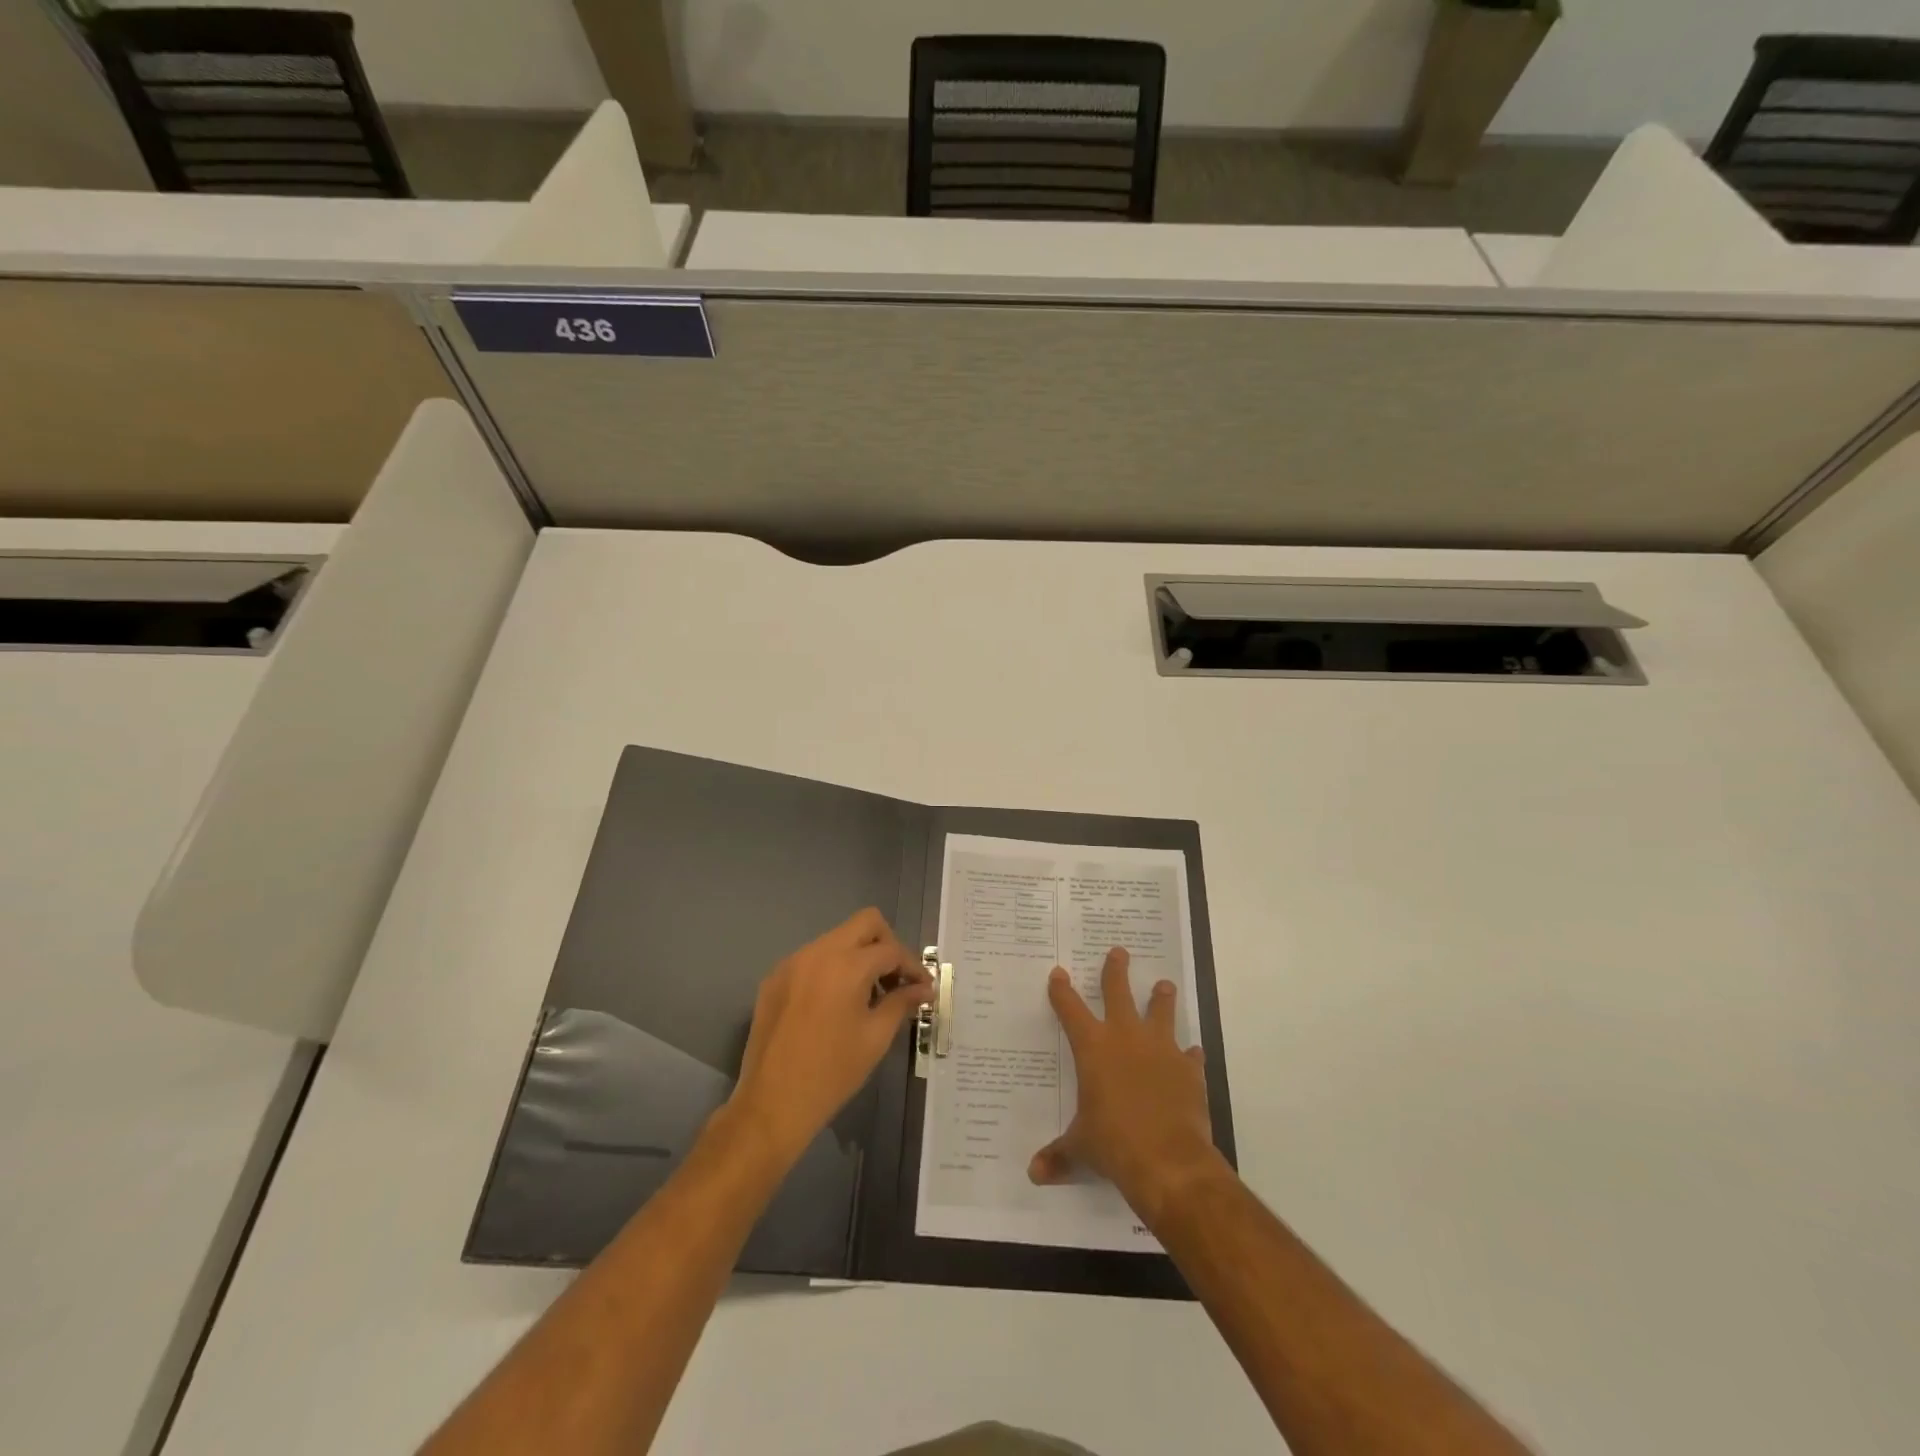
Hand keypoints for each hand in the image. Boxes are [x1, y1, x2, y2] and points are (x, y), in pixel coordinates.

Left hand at [727, 909, 931, 1167]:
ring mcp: (792, 962)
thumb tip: (923, 989)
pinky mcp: (775, 978)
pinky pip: (813, 958)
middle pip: (865, 923)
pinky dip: (833, 969)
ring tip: (869, 994)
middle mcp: (818, 952)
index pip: (891, 950)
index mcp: (846, 965)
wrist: (771, 1104)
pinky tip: (836, 1003)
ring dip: (859, 956)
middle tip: (897, 979)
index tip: (923, 988)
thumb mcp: (875, 1038)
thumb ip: (901, 1003)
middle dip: (887, 946)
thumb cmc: (832, 1073)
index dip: (913, 967)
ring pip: (837, 938)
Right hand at [1029, 947, 1222, 1228]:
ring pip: (1161, 1012)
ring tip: (1164, 984)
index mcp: (1092, 1048)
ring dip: (1161, 998)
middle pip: (1118, 992)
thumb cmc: (1113, 1145)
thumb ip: (1059, 1156)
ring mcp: (1161, 1050)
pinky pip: (1189, 1055)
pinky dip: (1188, 1055)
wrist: (1168, 1160)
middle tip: (1118, 952)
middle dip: (1116, 971)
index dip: (1062, 991)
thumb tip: (1034, 1174)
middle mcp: (1126, 1038)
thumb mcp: (1080, 1148)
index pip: (1070, 1009)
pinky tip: (1192, 1053)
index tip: (1058, 972)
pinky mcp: (1189, 1070)